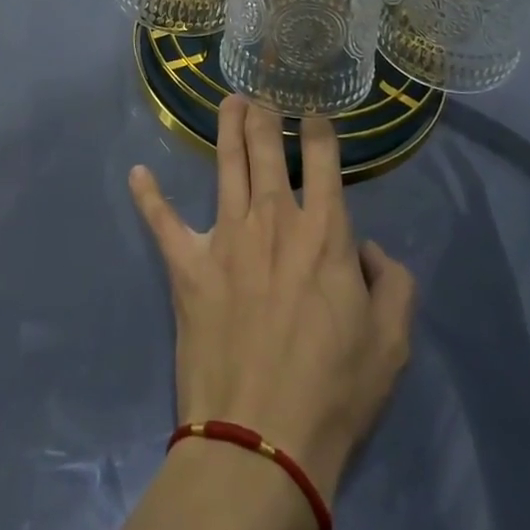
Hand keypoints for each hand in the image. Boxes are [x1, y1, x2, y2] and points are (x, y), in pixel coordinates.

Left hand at [128, 97, 415, 498]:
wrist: (262, 439)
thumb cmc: (334, 390)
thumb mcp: (392, 342)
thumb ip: (392, 282)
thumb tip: (366, 249)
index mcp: (322, 231)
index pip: (323, 159)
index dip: (319, 127)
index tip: (314, 109)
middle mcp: (273, 219)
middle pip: (266, 148)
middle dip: (265, 113)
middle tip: (262, 90)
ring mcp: (225, 237)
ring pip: (226, 165)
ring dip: (227, 128)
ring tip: (229, 100)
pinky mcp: (187, 264)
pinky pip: (163, 222)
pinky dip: (149, 197)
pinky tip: (137, 174)